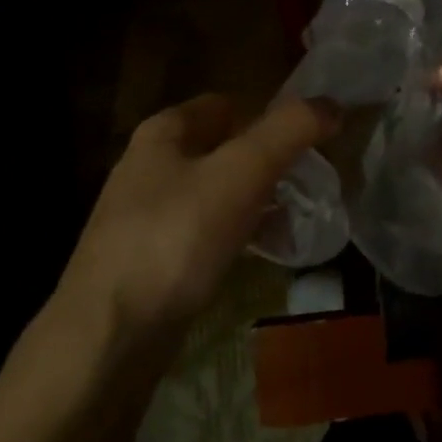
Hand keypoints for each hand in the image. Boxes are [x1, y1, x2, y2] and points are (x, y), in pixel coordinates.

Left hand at [59, 93, 340, 343]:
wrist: (109, 337)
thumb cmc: (175, 238)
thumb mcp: (240, 173)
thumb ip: (289, 131)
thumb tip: (333, 104)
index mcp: (164, 133)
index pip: (226, 105)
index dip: (269, 116)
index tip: (310, 140)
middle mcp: (151, 166)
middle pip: (223, 149)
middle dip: (269, 163)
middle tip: (312, 181)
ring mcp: (148, 216)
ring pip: (218, 193)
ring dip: (258, 200)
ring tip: (299, 218)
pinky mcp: (153, 261)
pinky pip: (207, 234)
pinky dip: (239, 235)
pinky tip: (266, 253)